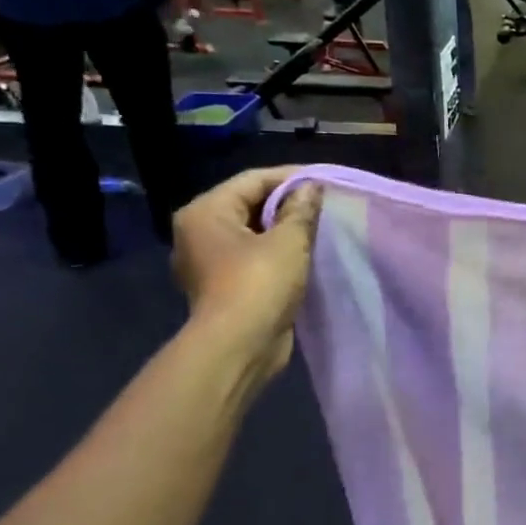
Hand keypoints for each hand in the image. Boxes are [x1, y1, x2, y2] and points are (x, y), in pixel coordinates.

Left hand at [171, 168, 323, 378]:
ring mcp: (209, 261)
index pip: (253, 179)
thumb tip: (311, 188)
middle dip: (289, 204)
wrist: (239, 347)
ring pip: (254, 233)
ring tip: (321, 229)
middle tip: (326, 205)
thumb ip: (301, 209)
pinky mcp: (224, 286)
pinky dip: (279, 253)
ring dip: (285, 230)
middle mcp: (199, 232)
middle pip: (250, 204)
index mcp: (206, 213)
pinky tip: (306, 256)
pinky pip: (254, 257)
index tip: (326, 182)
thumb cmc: (259, 283)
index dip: (292, 177)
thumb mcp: (289, 240)